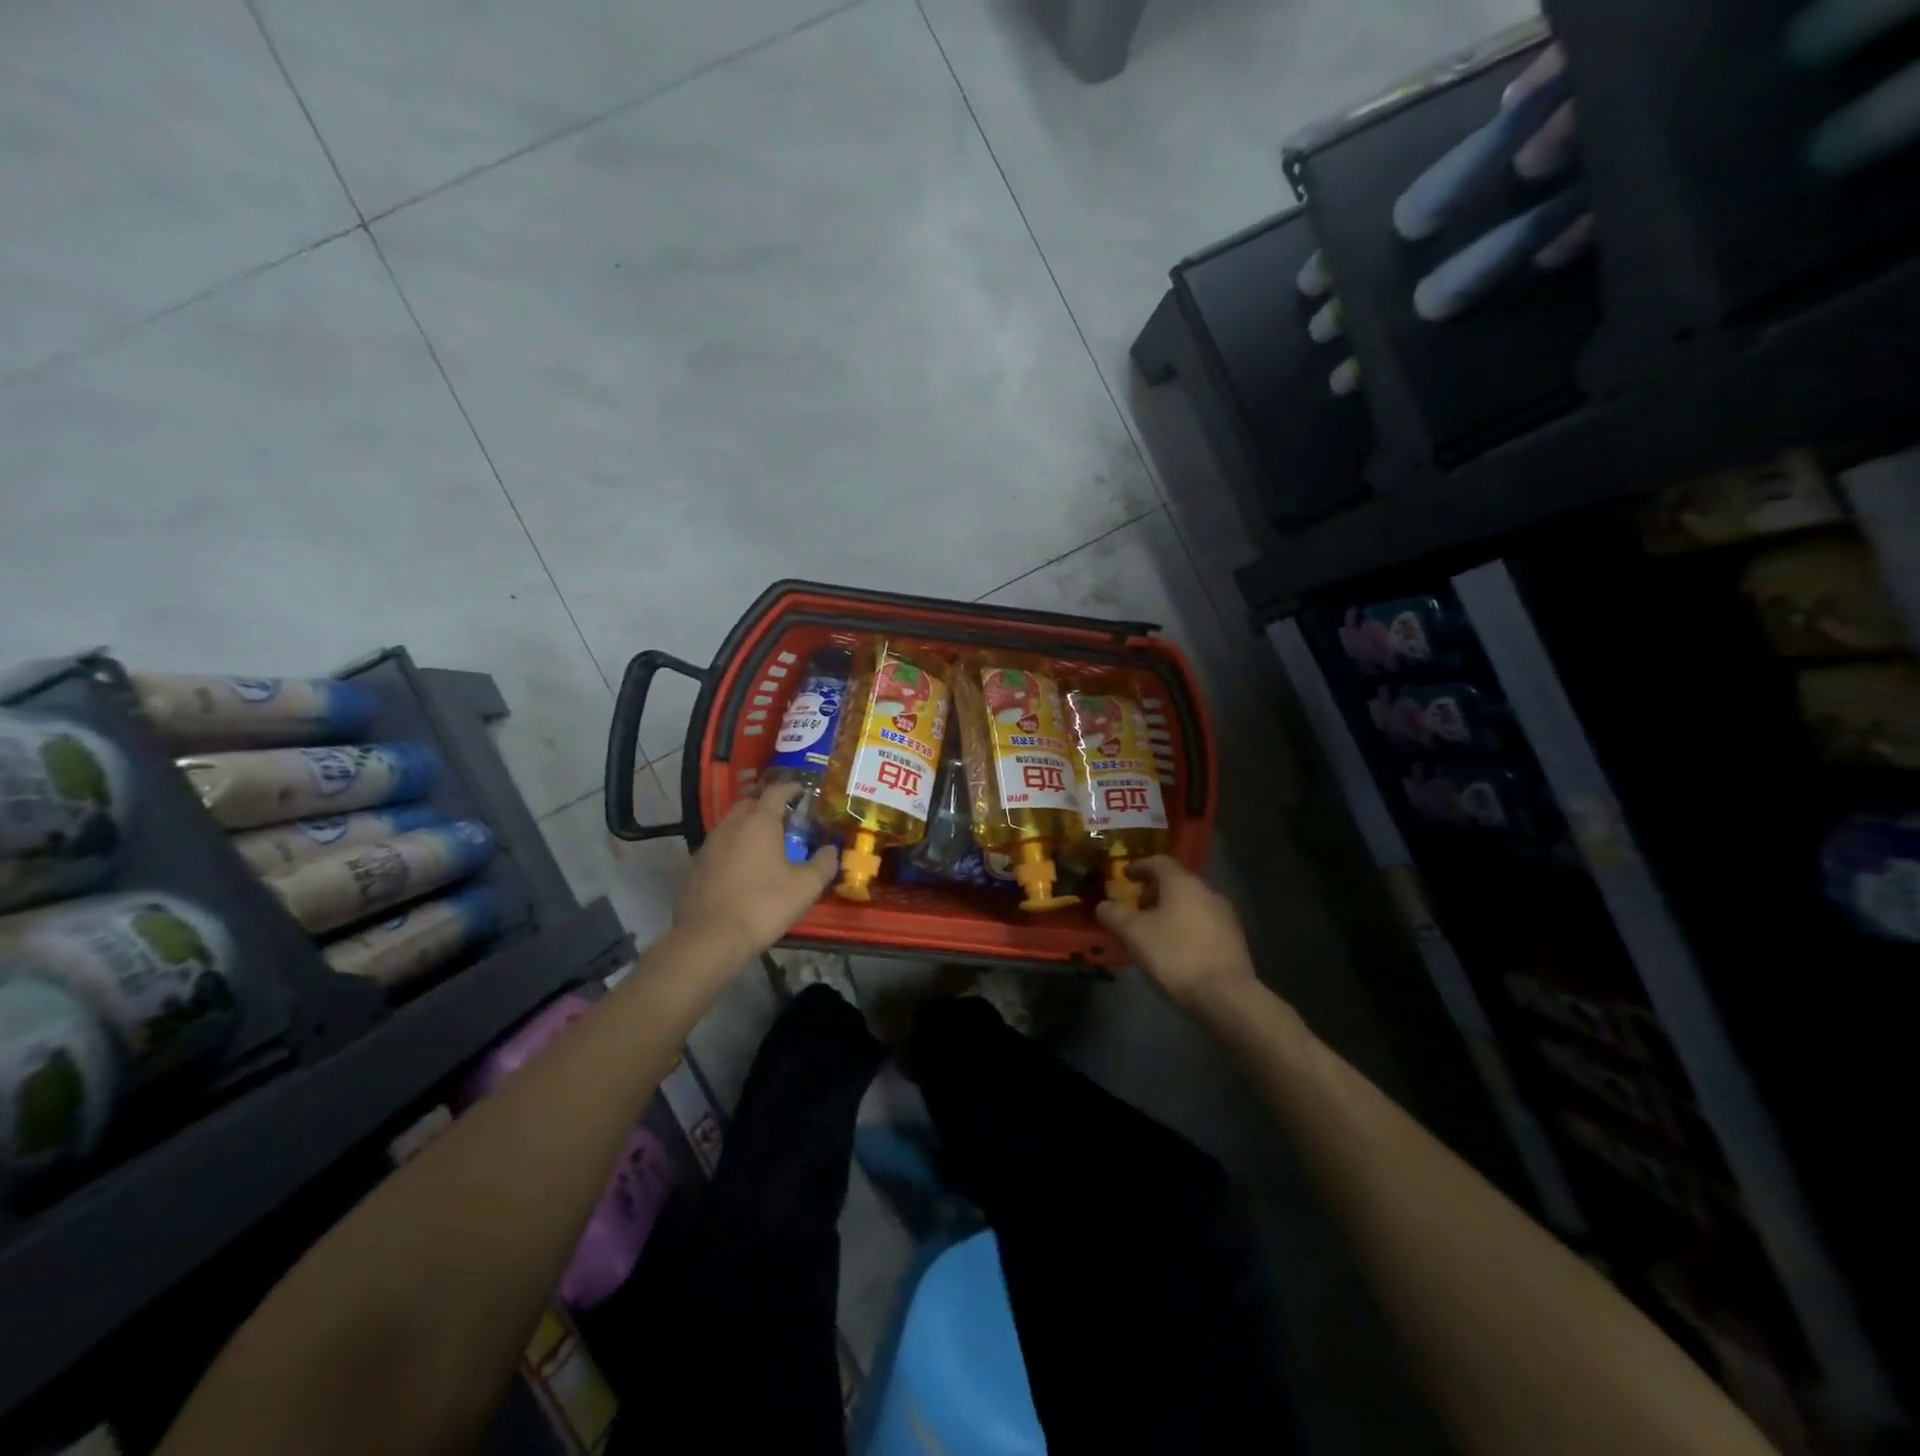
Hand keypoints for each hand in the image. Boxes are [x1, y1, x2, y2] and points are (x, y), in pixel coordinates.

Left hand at [672, 785, 837, 961]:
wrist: (709, 938)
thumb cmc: (763, 905)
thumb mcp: (806, 887)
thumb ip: (823, 864)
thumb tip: (832, 850)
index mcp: (759, 822)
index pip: (776, 791)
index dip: (791, 788)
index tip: (802, 792)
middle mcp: (731, 825)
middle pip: (750, 804)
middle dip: (767, 806)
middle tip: (785, 820)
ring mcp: (709, 845)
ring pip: (731, 825)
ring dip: (748, 828)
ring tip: (764, 845)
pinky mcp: (695, 866)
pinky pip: (719, 847)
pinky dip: (733, 849)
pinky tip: (742, 869)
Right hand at [1095, 857, 1256, 1013]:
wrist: (1227, 995)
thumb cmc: (1175, 955)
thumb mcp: (1134, 934)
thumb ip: (1115, 915)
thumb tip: (1103, 905)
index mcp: (1182, 883)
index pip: (1159, 862)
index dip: (1139, 866)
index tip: (1125, 875)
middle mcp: (1207, 891)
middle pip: (1176, 882)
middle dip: (1153, 891)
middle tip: (1135, 906)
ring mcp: (1225, 915)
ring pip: (1191, 903)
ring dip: (1170, 909)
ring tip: (1153, 929)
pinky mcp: (1234, 939)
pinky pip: (1203, 922)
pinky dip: (1185, 926)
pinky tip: (1176, 947)